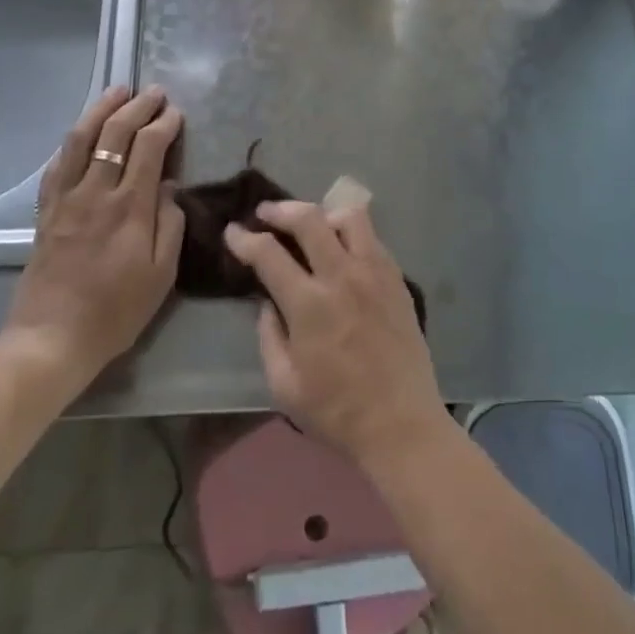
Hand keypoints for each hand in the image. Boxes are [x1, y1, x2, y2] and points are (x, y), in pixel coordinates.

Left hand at [0, 85, 184, 381]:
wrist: (51, 339)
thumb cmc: (116, 311)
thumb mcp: (162, 275)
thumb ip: (170, 224)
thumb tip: (169, 188)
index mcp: (130, 208)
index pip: (149, 148)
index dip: (164, 125)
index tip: (176, 114)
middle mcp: (96, 193)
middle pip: (116, 134)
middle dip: (138, 107)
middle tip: (155, 93)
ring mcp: (66, 199)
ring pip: (82, 139)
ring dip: (102, 110)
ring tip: (118, 91)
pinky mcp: (45, 210)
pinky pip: (58, 164)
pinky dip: (73, 140)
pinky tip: (82, 131)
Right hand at [225, 199, 450, 468]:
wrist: (401, 423)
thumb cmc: (337, 411)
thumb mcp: (284, 385)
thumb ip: (269, 335)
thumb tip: (267, 302)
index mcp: (309, 304)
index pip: (269, 253)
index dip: (245, 239)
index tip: (232, 232)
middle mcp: (342, 276)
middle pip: (309, 218)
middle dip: (280, 210)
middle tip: (265, 213)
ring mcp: (374, 272)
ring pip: (349, 216)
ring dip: (323, 214)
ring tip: (311, 225)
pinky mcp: (397, 277)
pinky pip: (372, 237)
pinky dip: (351, 232)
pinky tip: (342, 248)